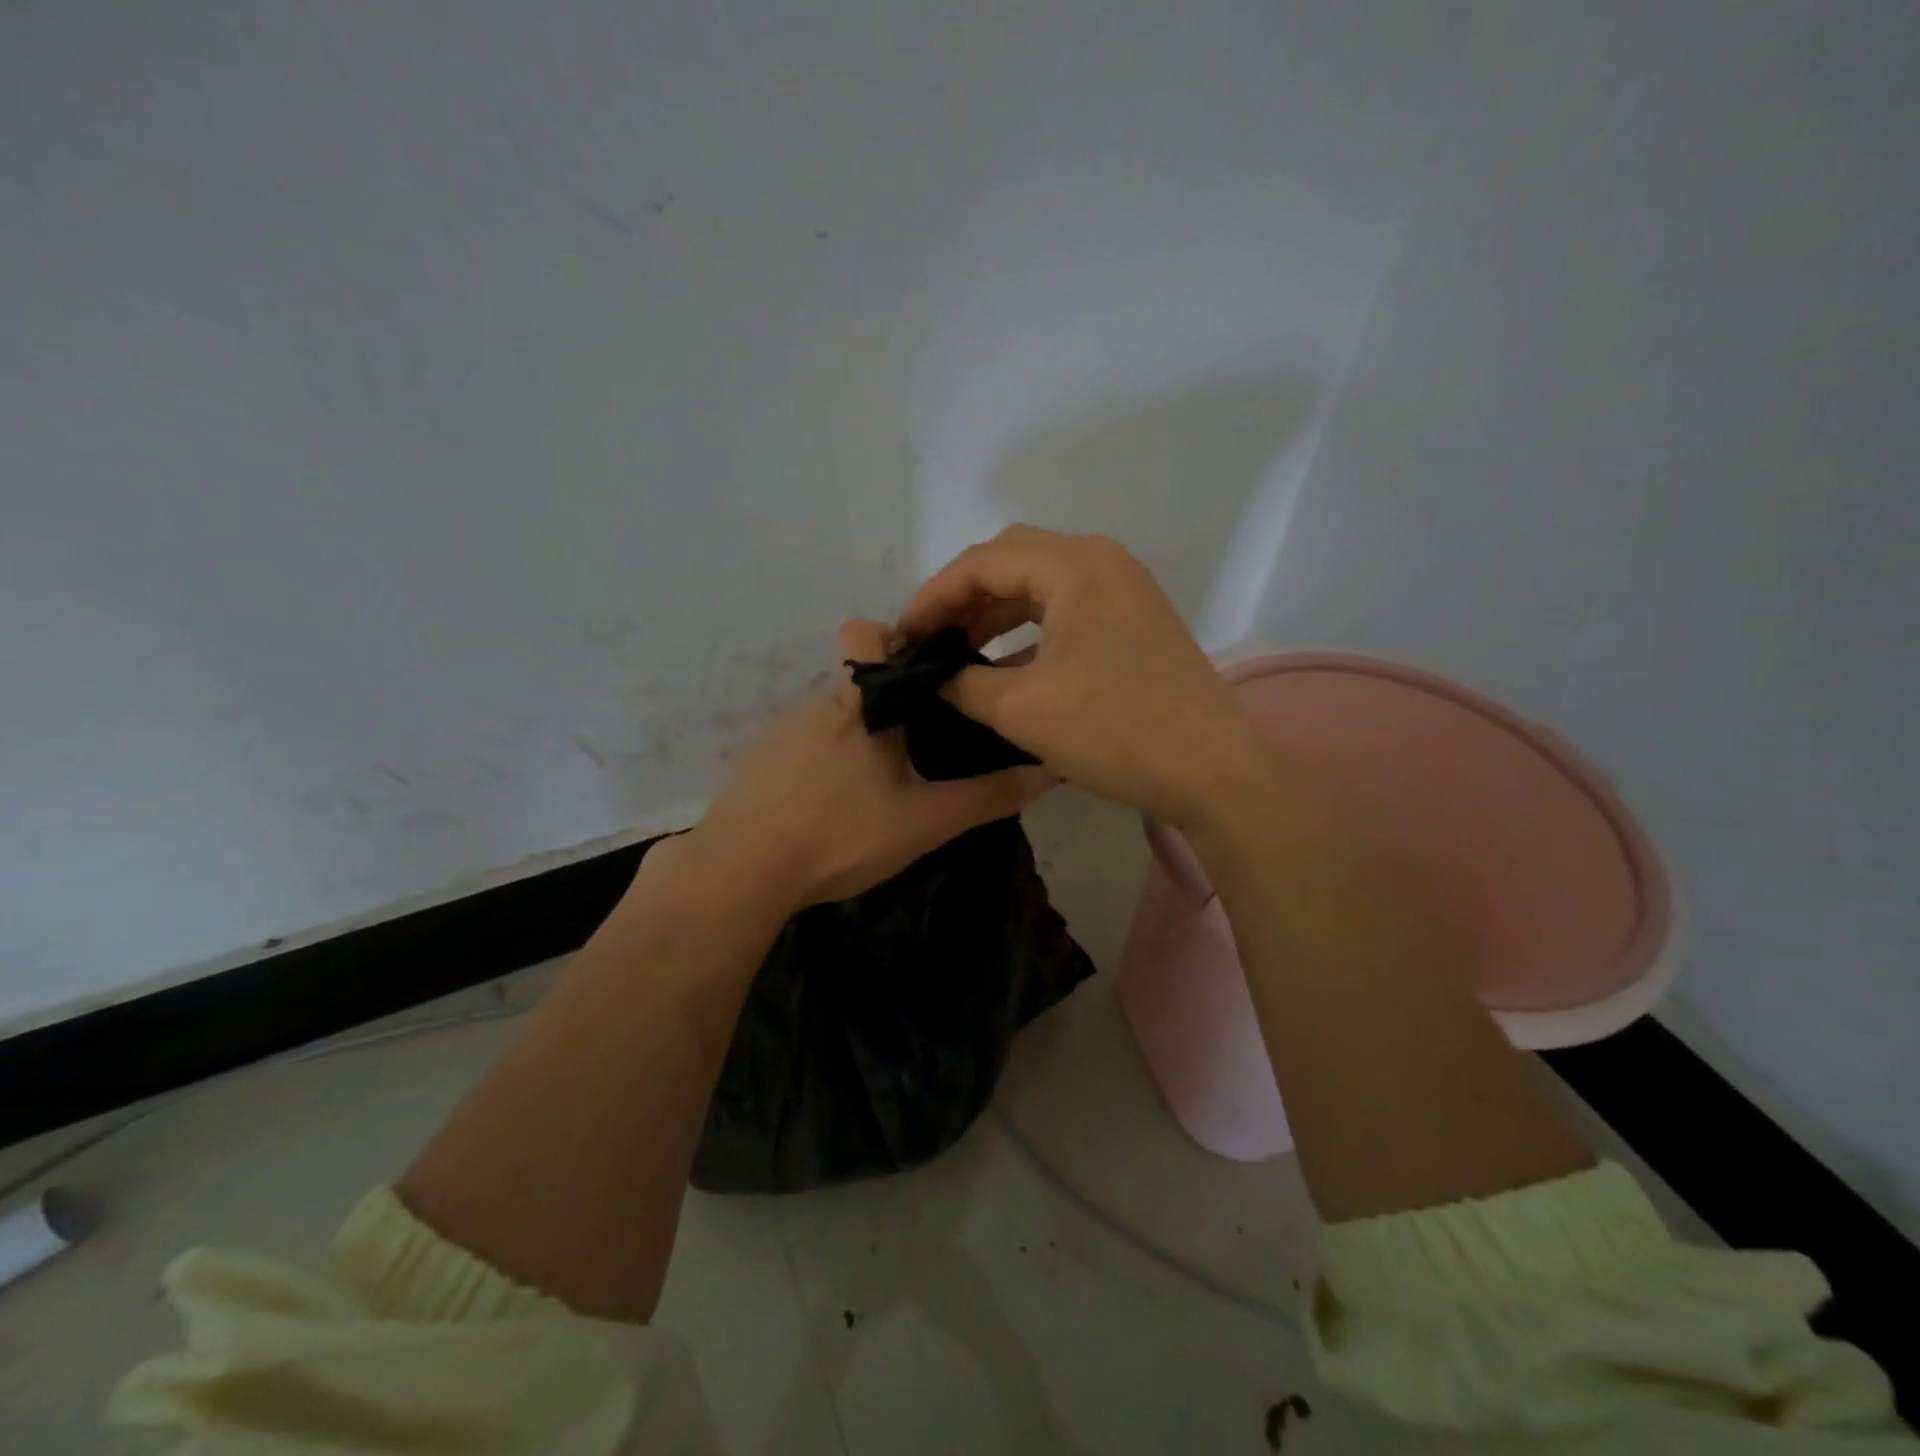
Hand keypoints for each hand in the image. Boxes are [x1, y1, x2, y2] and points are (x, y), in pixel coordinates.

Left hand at [677, 619, 1054, 911]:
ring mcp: (780, 734)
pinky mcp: (757, 763)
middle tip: (917, 744)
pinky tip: (831, 804)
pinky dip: (821, 761)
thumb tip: (1049, 772)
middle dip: (886, 698)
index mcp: (859, 704)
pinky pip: (800, 745)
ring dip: (856, 735)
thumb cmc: (841, 833)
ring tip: (877, 784)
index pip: (864, 631)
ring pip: (829, 716)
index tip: (926, 675)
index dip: (894, 639)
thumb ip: (987, 797)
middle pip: (854, 678)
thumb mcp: (925, 821)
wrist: (743, 872)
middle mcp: (817, 706)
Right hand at [898, 525, 1266, 831]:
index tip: (903, 634)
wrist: (1213, 771)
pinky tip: (1007, 666)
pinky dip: (1030, 631)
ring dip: (996, 614)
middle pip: (1013, 561)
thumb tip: (934, 678)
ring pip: (1041, 586)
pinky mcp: (1136, 622)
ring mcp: (1126, 591)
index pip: (982, 562)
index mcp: (1074, 565)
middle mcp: (1102, 562)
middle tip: (930, 638)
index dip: (934, 596)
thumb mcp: (1022, 709)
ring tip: (959, 651)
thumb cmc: (1114, 729)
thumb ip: (964, 684)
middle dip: (964, 597)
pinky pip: (1068, 610)